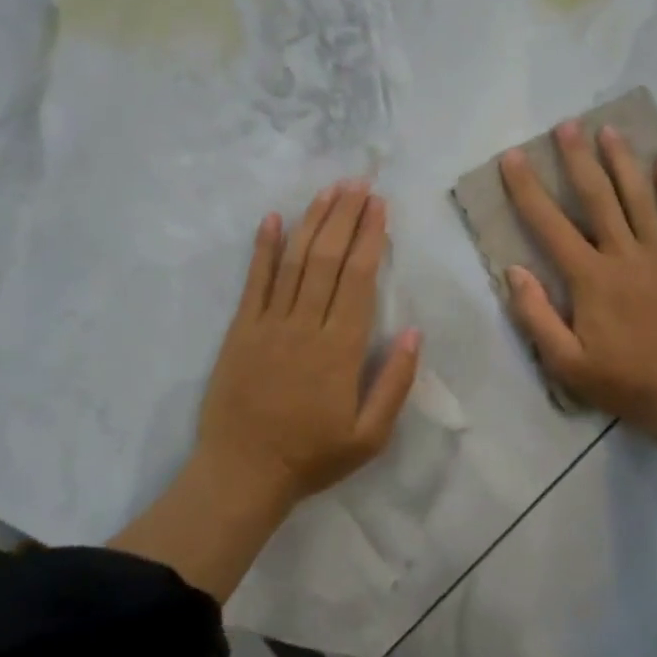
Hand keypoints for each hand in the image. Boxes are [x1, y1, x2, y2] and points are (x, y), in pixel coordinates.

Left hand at [197, 180, 421, 508]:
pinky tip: (272, 218)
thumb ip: (395, 383)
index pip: (360, 278)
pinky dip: (263, 247)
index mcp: (342, 348)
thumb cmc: (312, 456)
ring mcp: (269, 323)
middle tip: (358, 182)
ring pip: (294, 260)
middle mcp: (306, 325)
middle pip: (328, 258)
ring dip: (313, 221)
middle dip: (346, 216)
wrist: (242, 474)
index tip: (380, 206)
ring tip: (329, 190)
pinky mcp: (241, 328)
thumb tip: (415, 331)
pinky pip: (254, 280)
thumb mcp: (369, 436)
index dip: (371, 237)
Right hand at [501, 121, 656, 452]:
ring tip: (608, 130)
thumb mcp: (566, 363)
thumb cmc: (624, 381)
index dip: (527, 189)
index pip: (550, 224)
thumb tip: (513, 270)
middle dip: (578, 158)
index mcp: (591, 278)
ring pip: (639, 198)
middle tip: (566, 125)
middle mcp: (625, 255)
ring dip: (622, 161)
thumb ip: (536, 316)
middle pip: (598, 197)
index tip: (513, 158)